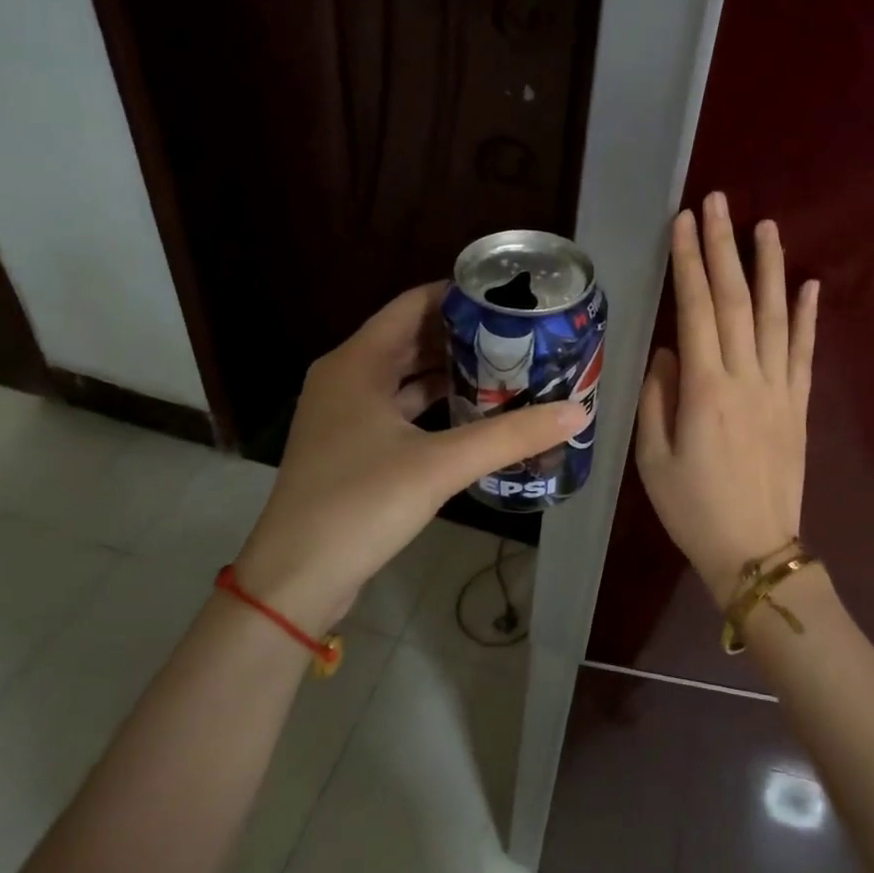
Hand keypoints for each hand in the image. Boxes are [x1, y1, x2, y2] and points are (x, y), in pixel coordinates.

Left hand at [232, 283, 588, 632]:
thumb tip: (577, 411)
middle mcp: (347, 378)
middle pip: (411, 338)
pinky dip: (435, 404)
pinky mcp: (352, 447)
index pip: (413, 304)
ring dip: (451, 371)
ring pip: (406, 376)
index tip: (510, 296)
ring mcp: (346, 415)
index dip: (460, 295)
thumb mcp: (441, 465)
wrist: (296, 578)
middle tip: (520, 334)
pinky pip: (400, 409)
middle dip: (464, 335)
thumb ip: (510, 435)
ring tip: (507, 367)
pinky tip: (474, 413)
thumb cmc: (361, 504)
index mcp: (357, 362)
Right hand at [635, 192, 817, 603]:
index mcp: (705, 390)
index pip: (696, 310)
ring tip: (764, 226)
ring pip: (776, 316)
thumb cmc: (692, 508)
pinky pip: (805, 352)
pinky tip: (808, 284)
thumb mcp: (653, 458)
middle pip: (736, 301)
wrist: (754, 549)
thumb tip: (669, 351)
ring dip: (769, 268)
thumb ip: (659, 398)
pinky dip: (808, 316)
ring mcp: (780, 390)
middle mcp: (747, 378)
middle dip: (724, 247)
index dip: (689, 262)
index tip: (684, 222)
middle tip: (718, 202)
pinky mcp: (800, 405)